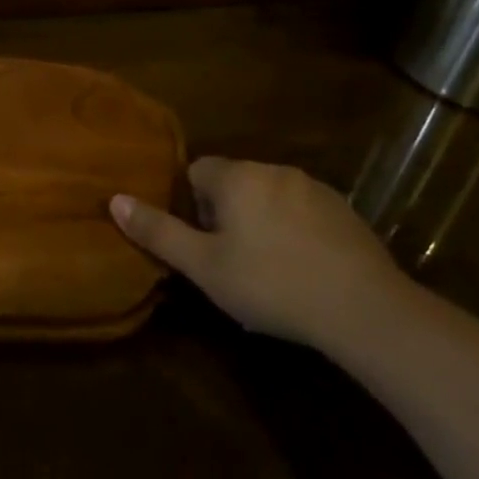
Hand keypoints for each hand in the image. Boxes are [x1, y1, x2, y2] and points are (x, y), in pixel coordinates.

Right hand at [111, 157, 406, 348]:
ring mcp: (315, 188)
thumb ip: (158, 231)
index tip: (200, 240)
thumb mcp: (204, 266)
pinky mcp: (345, 211)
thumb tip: (114, 200)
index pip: (197, 170)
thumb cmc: (271, 284)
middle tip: (229, 259)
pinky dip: (294, 230)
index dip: (191, 203)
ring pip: (270, 195)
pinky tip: (302, 268)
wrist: (364, 308)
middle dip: (225, 212)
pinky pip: (303, 211)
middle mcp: (275, 170)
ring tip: (266, 267)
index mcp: (238, 177)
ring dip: (261, 219)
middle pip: (234, 181)